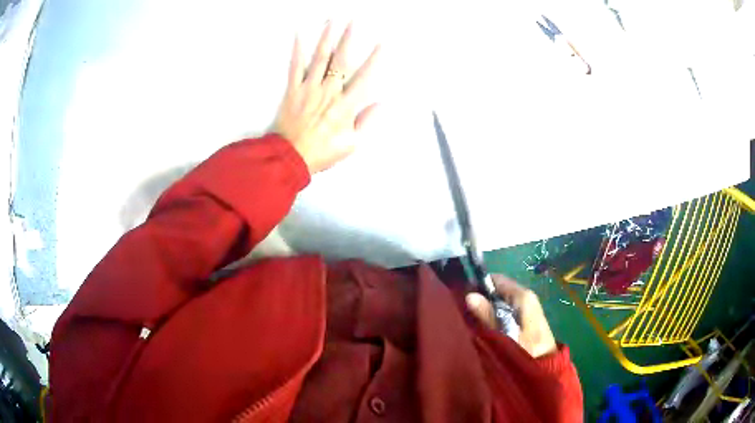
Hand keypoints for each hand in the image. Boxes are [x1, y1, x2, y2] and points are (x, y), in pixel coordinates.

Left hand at [274, 22, 380, 173]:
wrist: (289, 158)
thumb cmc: (321, 152)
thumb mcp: (351, 144)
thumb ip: (367, 122)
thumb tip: (381, 104)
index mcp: (345, 106)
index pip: (364, 77)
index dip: (375, 59)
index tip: (382, 44)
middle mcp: (328, 92)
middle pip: (340, 60)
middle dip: (349, 38)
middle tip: (354, 21)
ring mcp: (309, 89)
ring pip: (319, 58)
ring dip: (327, 37)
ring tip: (333, 20)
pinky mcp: (293, 91)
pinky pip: (295, 67)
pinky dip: (297, 50)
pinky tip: (300, 34)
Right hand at [466, 275, 557, 357]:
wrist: (545, 365)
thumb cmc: (526, 349)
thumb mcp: (504, 333)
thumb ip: (487, 315)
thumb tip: (469, 295)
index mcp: (523, 295)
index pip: (496, 279)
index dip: (479, 285)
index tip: (463, 297)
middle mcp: (525, 296)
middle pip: (498, 290)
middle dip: (481, 299)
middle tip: (465, 312)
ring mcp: (526, 307)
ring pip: (500, 301)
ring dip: (487, 309)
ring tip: (472, 321)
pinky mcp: (525, 318)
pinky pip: (505, 310)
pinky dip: (494, 316)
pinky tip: (485, 328)